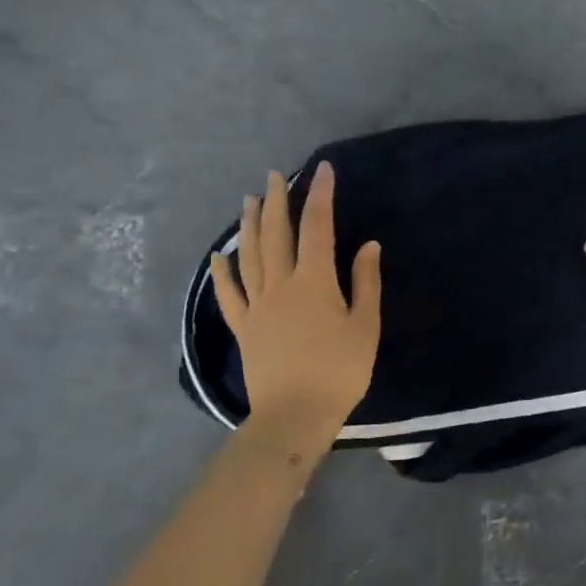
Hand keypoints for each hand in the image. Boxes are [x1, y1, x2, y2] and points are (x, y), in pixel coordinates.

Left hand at [209, 162, 381, 439]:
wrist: (294, 415)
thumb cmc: (339, 371)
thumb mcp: (365, 326)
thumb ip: (365, 283)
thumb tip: (367, 245)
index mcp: (314, 282)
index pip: (317, 227)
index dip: (320, 195)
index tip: (322, 170)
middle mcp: (281, 285)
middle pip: (277, 234)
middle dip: (278, 202)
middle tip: (276, 175)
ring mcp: (257, 305)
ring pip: (250, 256)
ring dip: (250, 225)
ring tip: (250, 200)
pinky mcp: (244, 327)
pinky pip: (229, 294)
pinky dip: (222, 272)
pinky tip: (218, 256)